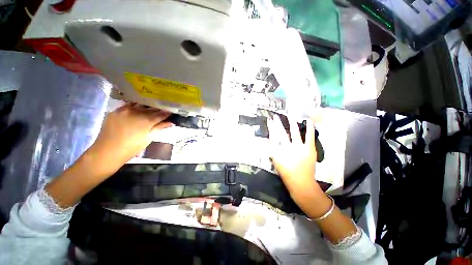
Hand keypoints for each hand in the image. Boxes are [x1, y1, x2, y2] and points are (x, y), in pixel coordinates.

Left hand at [87, 103, 172, 175]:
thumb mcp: (149, 138)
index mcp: (146, 120)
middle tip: (163, 111)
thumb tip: (171, 122)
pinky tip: (138, 108)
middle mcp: (136, 111)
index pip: (161, 114)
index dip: (167, 113)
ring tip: (151, 108)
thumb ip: (159, 128)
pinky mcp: (116, 110)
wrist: (107, 151)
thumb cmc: (132, 147)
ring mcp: (125, 110)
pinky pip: (128, 105)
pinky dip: (135, 106)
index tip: (172, 112)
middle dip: (159, 109)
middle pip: (151, 108)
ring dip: (147, 106)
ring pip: (140, 104)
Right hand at [268, 115, 329, 217]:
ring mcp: (299, 148)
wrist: (301, 185)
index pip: (272, 136)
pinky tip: (308, 120)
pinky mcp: (309, 149)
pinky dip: (309, 128)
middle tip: (275, 116)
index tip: (269, 121)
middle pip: (281, 133)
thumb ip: (271, 151)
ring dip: (291, 123)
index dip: (271, 128)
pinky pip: (309, 136)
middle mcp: (287, 147)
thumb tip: (268, 141)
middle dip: (278, 124)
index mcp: (278, 151)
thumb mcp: (276, 163)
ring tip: (289, 115)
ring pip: (293, 132)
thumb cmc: (287, 175)